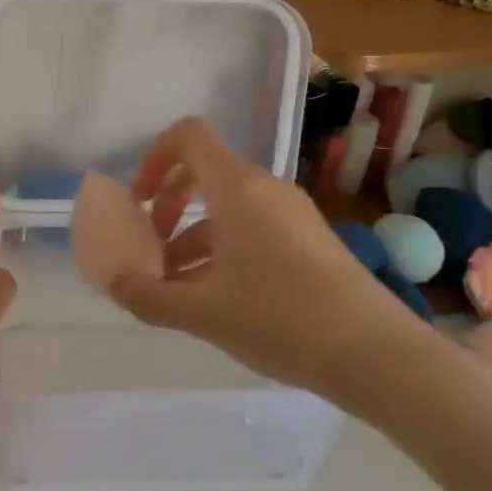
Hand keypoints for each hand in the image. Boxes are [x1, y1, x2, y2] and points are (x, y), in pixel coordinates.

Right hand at [111, 118, 434, 404]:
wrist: (376, 354)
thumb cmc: (281, 319)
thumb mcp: (203, 313)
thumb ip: (149, 297)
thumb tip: (114, 284)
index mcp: (237, 188)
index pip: (188, 136)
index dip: (154, 157)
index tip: (139, 202)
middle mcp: (265, 188)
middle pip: (204, 171)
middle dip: (169, 204)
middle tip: (152, 245)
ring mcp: (293, 213)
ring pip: (229, 206)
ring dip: (194, 234)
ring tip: (176, 285)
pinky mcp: (310, 239)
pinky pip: (254, 226)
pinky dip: (225, 248)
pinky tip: (216, 296)